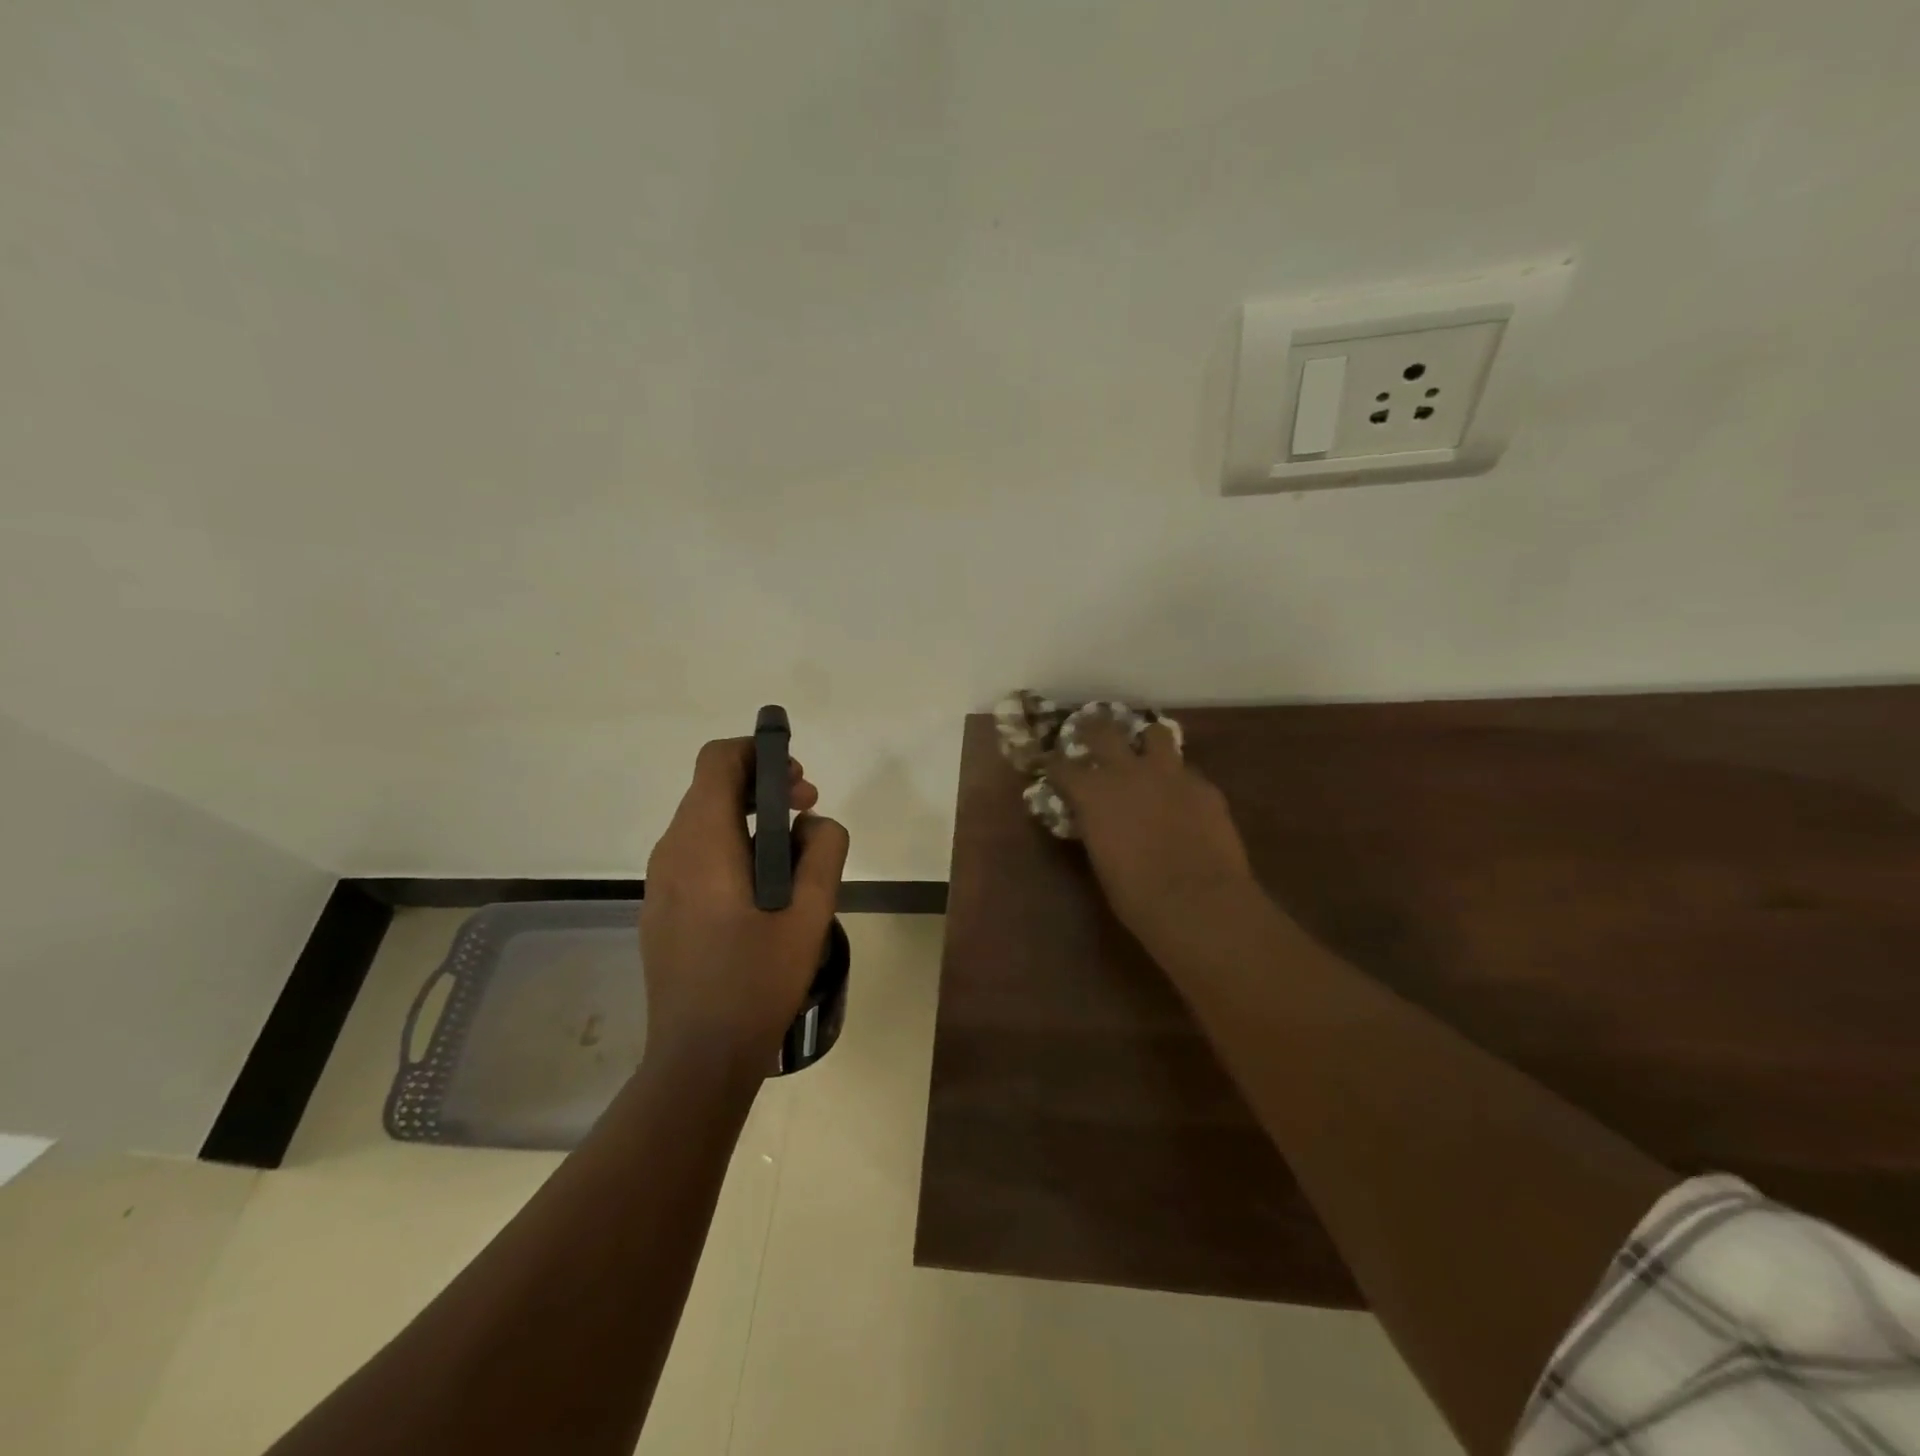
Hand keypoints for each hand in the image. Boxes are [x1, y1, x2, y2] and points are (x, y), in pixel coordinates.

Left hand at [641, 739, 849, 1068]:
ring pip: (706, 824)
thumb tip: (813, 824)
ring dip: (752, 821)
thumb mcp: (811, 911)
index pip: (718, 760)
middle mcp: (671, 852)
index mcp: (701, 842)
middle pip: (712, 788)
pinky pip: (698, 857)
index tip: (798, 780)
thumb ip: (823, 849)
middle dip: (765, 788)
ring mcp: (661, 883)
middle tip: (808, 813)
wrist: (699, 1058)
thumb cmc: (757, 979)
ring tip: (795, 858)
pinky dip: (733, 849)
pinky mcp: (662, 910)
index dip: (759, 753)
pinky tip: (763, 893)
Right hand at [1048, 720, 1258, 954]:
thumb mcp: (1102, 859)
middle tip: (1091, 734)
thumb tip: (1097, 821)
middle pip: (1104, 731)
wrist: (1198, 902)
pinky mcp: (1204, 786)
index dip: (1054, 765)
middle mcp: (1127, 772)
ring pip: (1155, 733)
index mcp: (1093, 793)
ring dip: (1147, 741)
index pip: (1061, 766)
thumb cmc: (1137, 895)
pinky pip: (1187, 771)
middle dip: (1093, 730)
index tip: (1051, 765)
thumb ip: (1097, 828)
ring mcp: (1170, 773)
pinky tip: (1183, 797)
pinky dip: (1179, 779)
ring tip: (1147, 752)